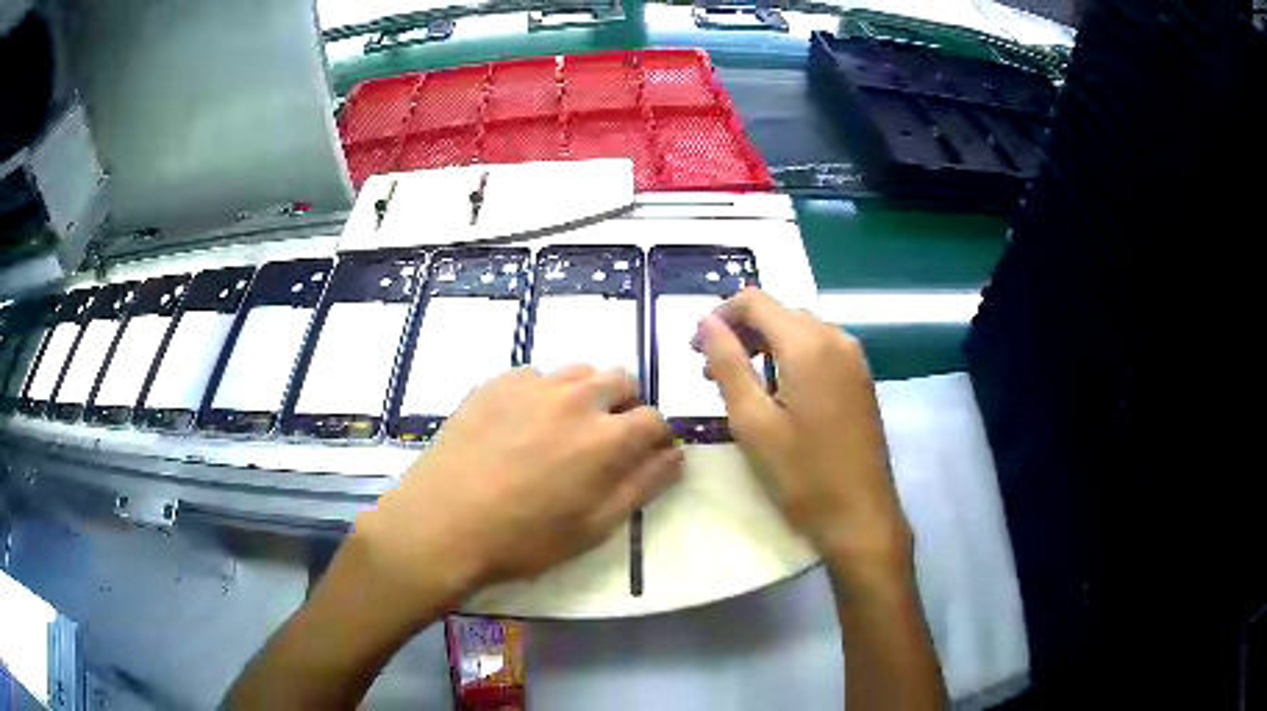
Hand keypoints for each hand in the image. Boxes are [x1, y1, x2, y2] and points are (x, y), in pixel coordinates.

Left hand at [352, 365, 681, 615]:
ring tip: (563, 429)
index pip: (655, 419)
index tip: (646, 454)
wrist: (443, 523)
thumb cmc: (524, 538)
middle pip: (621, 380)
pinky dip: (542, 394)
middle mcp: (577, 398)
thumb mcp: (594, 526)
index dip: (656, 438)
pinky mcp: (496, 382)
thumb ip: (642, 486)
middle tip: (604, 439)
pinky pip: (535, 376)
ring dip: (586, 394)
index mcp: (608, 437)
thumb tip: (675, 456)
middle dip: (625, 406)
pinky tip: (520, 425)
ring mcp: (533, 385)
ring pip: (579, 372)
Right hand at [693, 289, 911, 591]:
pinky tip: (779, 394)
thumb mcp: (752, 422)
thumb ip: (728, 364)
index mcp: (808, 343)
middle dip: (742, 333)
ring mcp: (854, 358)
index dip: (720, 316)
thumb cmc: (802, 474)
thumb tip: (706, 322)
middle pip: (779, 313)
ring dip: (766, 346)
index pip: (755, 301)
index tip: (696, 349)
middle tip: (712, 374)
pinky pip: (820, 349)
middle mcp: (836, 338)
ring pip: (800, 331)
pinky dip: (791, 358)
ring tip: (742, 386)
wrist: (861, 515)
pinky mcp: (861, 378)